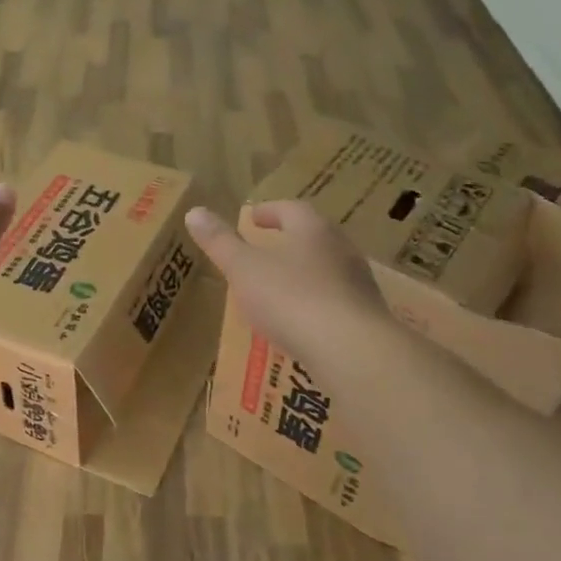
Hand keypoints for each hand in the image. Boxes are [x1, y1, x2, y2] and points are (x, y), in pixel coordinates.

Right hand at [184, 201, 391, 364]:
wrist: (352, 351)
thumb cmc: (291, 298)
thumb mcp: (244, 269)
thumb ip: (220, 242)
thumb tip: (194, 212)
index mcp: (313, 230)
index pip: (291, 209)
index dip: (269, 211)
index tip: (252, 218)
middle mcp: (342, 250)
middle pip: (314, 236)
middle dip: (290, 240)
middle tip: (266, 248)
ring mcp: (359, 285)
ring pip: (328, 269)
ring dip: (304, 272)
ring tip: (280, 287)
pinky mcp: (366, 318)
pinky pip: (336, 301)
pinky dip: (316, 303)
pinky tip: (301, 322)